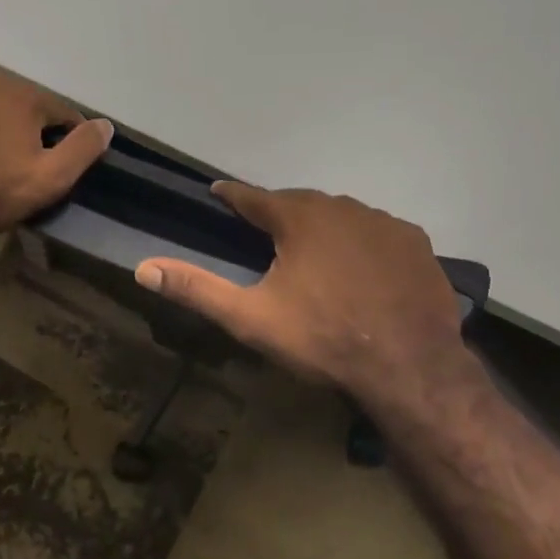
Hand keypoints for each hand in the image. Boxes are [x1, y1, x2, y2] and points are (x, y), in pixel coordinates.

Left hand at [0, 64, 113, 237]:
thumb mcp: (49, 178)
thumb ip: (83, 149)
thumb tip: (106, 125)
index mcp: (25, 92)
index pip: (66, 114)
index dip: (69, 144)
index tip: (59, 169)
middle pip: (32, 108)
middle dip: (36, 134)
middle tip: (27, 170)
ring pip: (2, 108)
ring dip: (8, 130)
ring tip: (0, 164)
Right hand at [135, 183, 478, 420]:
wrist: (409, 366)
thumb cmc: (323, 338)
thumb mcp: (251, 318)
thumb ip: (197, 289)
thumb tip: (143, 267)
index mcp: (299, 218)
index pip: (253, 197)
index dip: (232, 195)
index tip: (218, 192)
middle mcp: (342, 207)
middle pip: (300, 203)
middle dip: (279, 213)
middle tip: (265, 232)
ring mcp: (384, 223)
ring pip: (341, 215)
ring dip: (322, 226)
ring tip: (313, 252)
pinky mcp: (416, 243)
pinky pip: (377, 233)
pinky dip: (362, 243)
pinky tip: (361, 268)